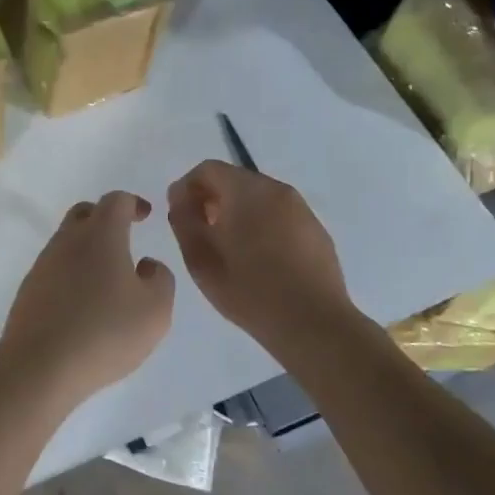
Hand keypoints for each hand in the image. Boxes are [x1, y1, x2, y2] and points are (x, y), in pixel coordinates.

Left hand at [0, 191, 175, 401]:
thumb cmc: (105, 332)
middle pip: (84, 213)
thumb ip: (160, 279)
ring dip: (87, 249)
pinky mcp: (29, 291)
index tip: (146, 215)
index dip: (133, 203)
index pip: (116, 201)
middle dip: (105, 218)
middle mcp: (67, 240)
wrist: (39, 366)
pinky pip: (55, 269)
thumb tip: (146, 265)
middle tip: (124, 237)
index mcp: (100, 234)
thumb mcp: (155, 310)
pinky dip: (72, 274)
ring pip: (67, 242)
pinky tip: (84, 302)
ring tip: (108, 278)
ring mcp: (43, 265)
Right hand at [167, 161, 351, 346]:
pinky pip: (280, 215)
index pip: (208, 169)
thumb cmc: (250, 291)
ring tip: (228, 248)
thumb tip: (181, 199)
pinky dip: (262, 224)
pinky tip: (259, 259)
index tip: (178, 215)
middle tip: (200, 232)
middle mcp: (278, 190)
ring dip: (237, 212)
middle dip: (212, 199)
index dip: (186, 188)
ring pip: (259, 198)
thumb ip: (184, 221)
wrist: (313, 324)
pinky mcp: (316, 230)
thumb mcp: (201, 260)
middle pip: (235, 180)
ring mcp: (302, 209)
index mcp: (248, 191)